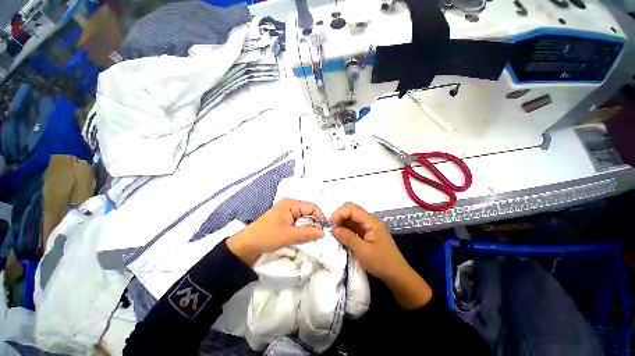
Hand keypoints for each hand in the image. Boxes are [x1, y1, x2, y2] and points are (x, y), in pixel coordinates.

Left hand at [227, 198, 324, 264]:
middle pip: (308, 212)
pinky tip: (304, 237)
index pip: (311, 207)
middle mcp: (290, 206)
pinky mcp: (284, 221)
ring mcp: (287, 213)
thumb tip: (323, 232)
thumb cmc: (267, 236)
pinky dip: (302, 230)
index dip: (320, 217)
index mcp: (290, 204)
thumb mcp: (289, 235)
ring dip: (308, 228)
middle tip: (319, 236)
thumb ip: (307, 233)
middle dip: (314, 223)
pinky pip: (298, 223)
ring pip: (303, 219)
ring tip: (312, 238)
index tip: (325, 229)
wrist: (247, 245)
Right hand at [329, 202, 431, 308]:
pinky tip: (340, 237)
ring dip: (341, 224)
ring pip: (351, 220)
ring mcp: (368, 228)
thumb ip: (347, 237)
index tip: (330, 224)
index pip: (352, 208)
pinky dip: (345, 230)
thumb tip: (333, 228)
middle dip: (339, 217)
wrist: (398, 276)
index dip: (339, 213)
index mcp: (371, 222)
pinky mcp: (366, 235)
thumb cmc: (382, 263)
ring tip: (333, 233)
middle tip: (330, 229)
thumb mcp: (363, 251)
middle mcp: (369, 221)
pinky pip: (353, 228)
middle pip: (351, 212)